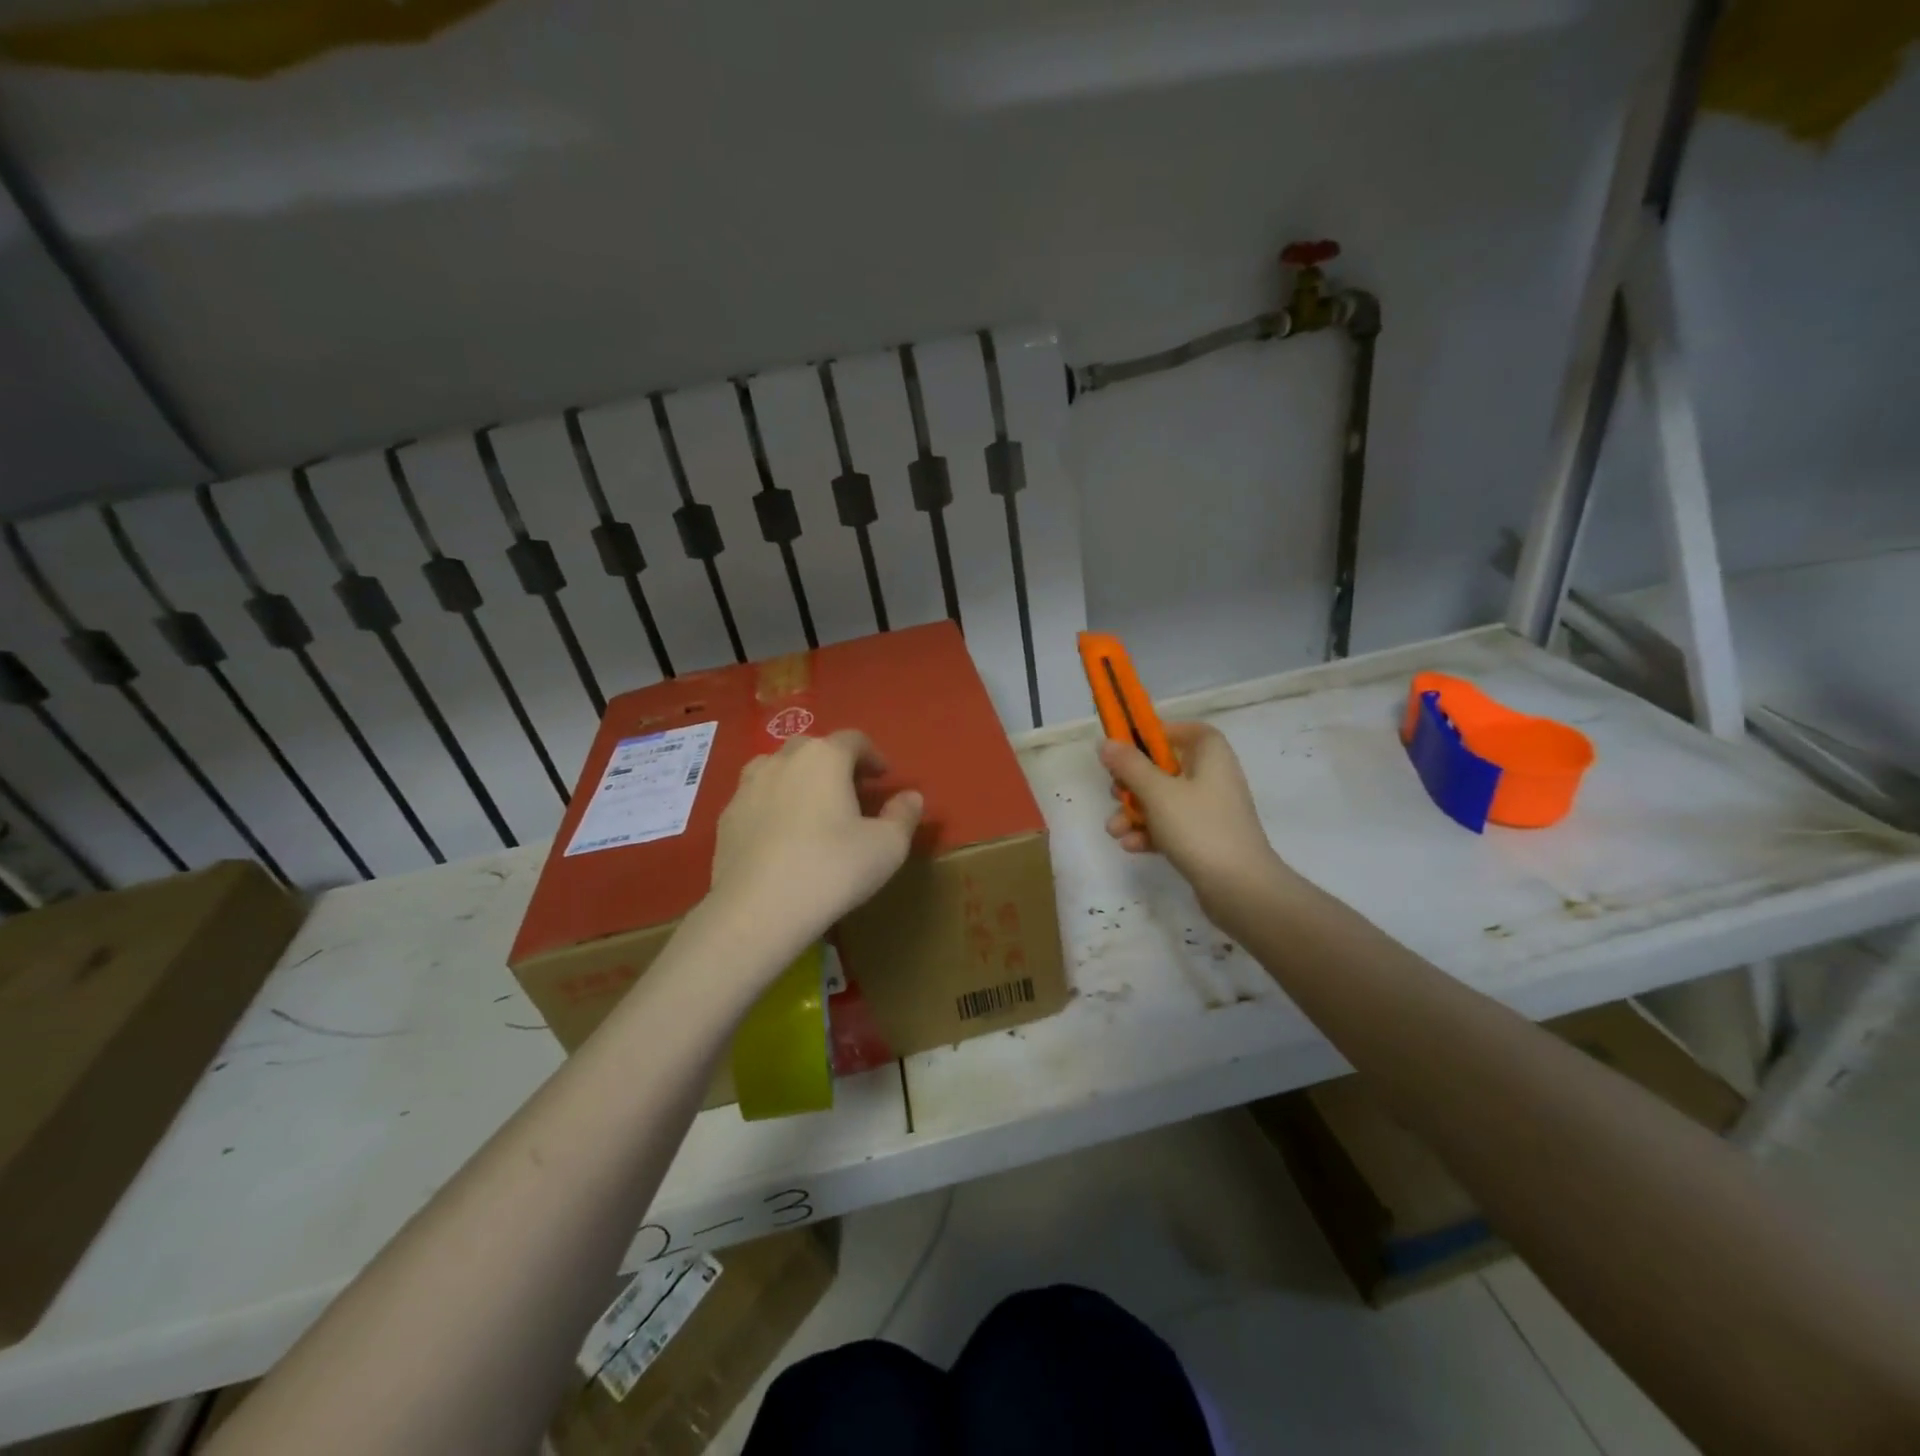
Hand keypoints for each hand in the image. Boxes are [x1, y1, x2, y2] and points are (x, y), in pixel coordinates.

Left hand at [709, 730, 922, 955]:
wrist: (757, 909)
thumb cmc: (832, 869)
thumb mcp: (887, 847)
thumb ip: (904, 815)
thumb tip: (911, 797)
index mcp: (825, 757)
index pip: (854, 739)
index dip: (873, 755)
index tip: (883, 778)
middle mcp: (783, 760)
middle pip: (813, 747)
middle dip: (835, 763)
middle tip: (850, 791)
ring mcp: (748, 786)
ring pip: (778, 767)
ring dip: (799, 777)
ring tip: (811, 806)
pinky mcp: (726, 816)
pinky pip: (756, 797)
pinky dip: (772, 804)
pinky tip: (780, 834)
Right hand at [1099, 722, 1288, 919]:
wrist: (1240, 888)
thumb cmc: (1199, 828)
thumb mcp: (1157, 792)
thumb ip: (1130, 765)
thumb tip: (1107, 742)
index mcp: (1211, 757)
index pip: (1189, 731)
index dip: (1159, 733)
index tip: (1130, 746)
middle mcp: (1214, 778)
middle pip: (1167, 768)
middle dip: (1133, 782)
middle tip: (1115, 792)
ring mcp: (1210, 811)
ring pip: (1164, 801)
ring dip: (1135, 812)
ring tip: (1114, 830)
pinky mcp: (1205, 840)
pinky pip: (1171, 827)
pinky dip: (1150, 833)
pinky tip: (1131, 846)